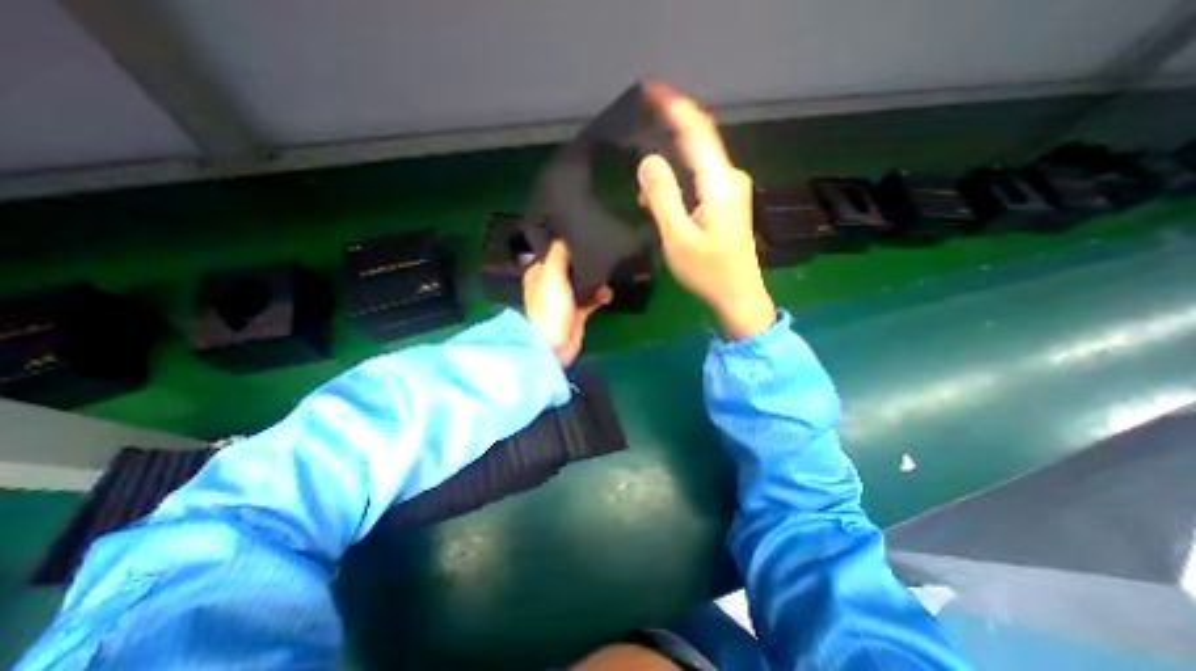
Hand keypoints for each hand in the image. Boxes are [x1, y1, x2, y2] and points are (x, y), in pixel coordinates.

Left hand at [524, 239, 609, 366]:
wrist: (555, 345)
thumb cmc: (549, 308)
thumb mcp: (551, 275)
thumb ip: (559, 253)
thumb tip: (565, 236)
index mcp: (539, 273)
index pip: (552, 251)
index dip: (565, 243)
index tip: (583, 232)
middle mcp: (551, 284)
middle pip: (570, 266)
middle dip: (585, 261)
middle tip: (601, 250)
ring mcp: (565, 299)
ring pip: (583, 282)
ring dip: (595, 279)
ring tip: (608, 272)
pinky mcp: (578, 312)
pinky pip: (592, 298)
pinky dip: (600, 295)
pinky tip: (608, 293)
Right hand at [635, 81, 775, 339]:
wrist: (738, 296)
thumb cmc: (708, 272)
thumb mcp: (678, 238)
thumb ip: (663, 198)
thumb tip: (648, 162)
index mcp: (720, 184)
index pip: (697, 131)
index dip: (675, 107)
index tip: (650, 90)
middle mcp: (730, 179)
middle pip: (698, 142)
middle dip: (670, 129)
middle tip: (640, 124)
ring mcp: (731, 191)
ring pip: (697, 163)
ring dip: (670, 162)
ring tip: (642, 175)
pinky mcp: (727, 203)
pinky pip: (699, 179)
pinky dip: (679, 180)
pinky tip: (660, 195)